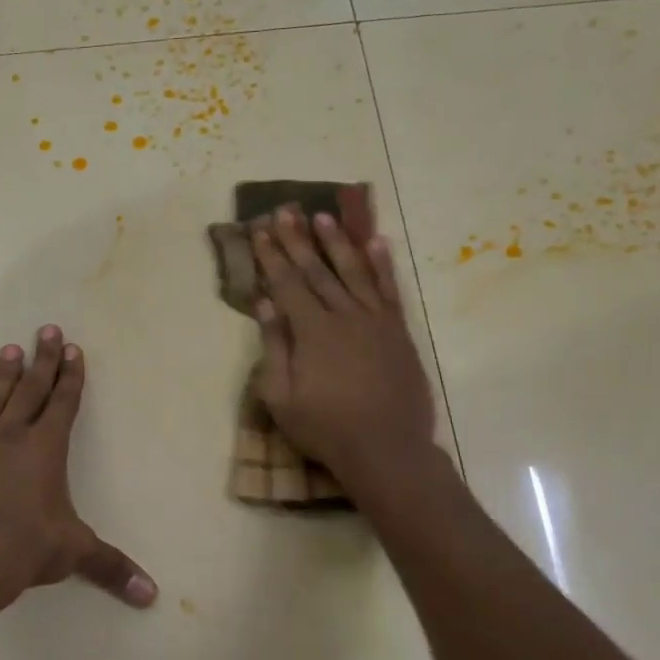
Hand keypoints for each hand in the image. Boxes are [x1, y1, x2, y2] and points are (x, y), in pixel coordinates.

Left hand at [0, 327, 156, 610]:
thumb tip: (152, 596)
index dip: (71, 376)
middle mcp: (13, 437)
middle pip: (32, 389)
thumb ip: (111, 567)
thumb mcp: (73, 553)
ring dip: (6, 374)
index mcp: (46, 449)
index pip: (63, 403)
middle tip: (47, 329)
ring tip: (10, 348)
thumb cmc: (24, 548)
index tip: (73, 349)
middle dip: (43, 359)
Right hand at [250, 207, 438, 483]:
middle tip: (286, 211)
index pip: (287, 284)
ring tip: (324, 217)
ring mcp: (376, 321)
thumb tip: (264, 303)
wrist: (387, 449)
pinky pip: (389, 289)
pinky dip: (382, 264)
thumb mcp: (281, 397)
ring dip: (337, 243)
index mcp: (312, 331)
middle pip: (318, 270)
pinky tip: (376, 242)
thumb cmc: (325, 428)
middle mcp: (345, 316)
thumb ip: (273, 346)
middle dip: (298, 240)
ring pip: (354, 272)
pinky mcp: (398, 332)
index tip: (261, 230)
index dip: (272, 256)